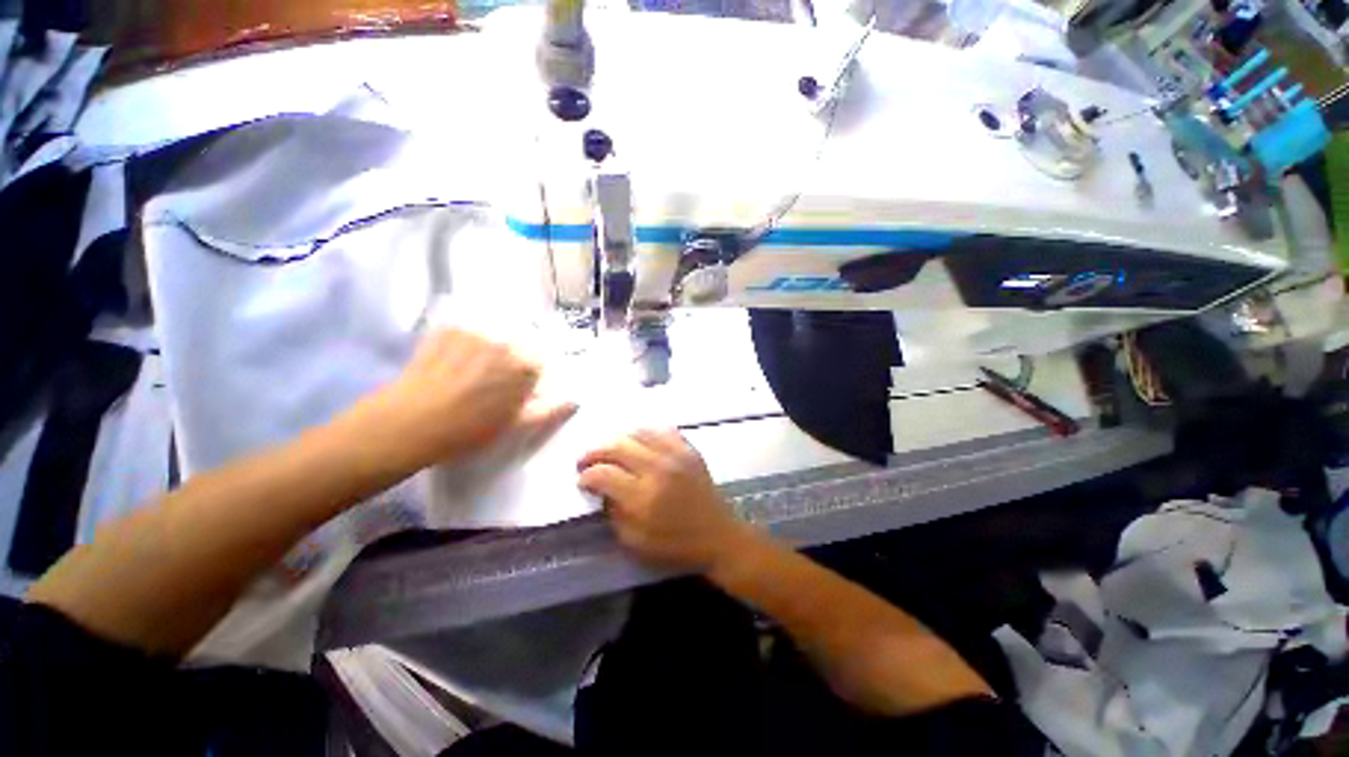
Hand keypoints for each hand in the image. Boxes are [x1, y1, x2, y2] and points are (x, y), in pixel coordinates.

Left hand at [355, 328, 575, 472]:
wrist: (408, 423)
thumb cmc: (468, 430)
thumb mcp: (515, 425)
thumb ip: (549, 410)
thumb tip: (574, 400)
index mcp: (525, 365)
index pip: (541, 359)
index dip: (530, 374)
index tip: (517, 387)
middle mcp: (505, 342)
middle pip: (519, 341)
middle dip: (511, 356)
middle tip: (490, 378)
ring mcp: (475, 332)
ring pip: (494, 332)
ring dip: (490, 344)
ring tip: (470, 368)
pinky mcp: (447, 328)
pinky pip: (467, 327)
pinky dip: (465, 337)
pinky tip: (452, 358)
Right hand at [578, 429, 748, 571]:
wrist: (718, 535)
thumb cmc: (675, 544)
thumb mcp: (635, 541)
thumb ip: (613, 513)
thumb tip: (601, 489)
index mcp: (643, 497)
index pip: (604, 474)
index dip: (587, 475)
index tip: (582, 480)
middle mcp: (658, 469)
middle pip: (617, 446)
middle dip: (595, 452)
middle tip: (586, 461)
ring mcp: (676, 455)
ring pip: (638, 433)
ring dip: (618, 440)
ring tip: (611, 451)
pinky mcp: (689, 449)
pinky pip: (662, 430)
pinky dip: (645, 433)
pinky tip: (638, 443)